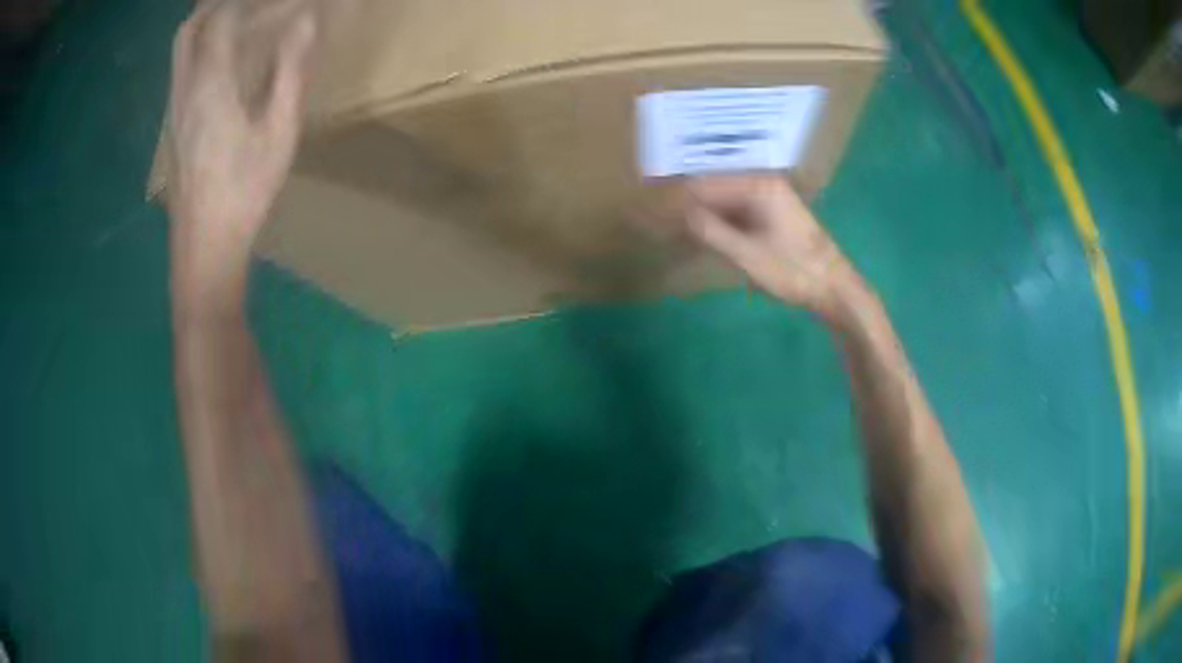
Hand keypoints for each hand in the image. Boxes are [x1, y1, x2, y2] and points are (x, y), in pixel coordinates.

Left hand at [167, 0, 314, 272]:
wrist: (204, 245)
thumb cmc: (244, 191)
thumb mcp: (278, 132)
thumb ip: (290, 71)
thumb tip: (305, 21)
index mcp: (211, 85)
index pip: (224, 18)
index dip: (254, 2)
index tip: (285, 4)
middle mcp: (185, 88)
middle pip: (191, 26)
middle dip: (219, 4)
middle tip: (251, 3)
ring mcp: (174, 107)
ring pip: (181, 47)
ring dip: (206, 21)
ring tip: (239, 17)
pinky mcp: (174, 123)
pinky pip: (182, 67)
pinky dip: (200, 45)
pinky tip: (222, 56)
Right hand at [675, 175, 863, 315]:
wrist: (834, 289)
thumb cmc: (793, 270)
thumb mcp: (746, 253)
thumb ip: (710, 230)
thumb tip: (678, 213)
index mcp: (758, 185)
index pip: (706, 184)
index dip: (680, 199)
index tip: (655, 215)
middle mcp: (764, 183)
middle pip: (716, 189)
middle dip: (691, 206)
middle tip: (664, 226)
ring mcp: (771, 199)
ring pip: (726, 202)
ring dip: (706, 216)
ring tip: (680, 234)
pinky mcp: (774, 215)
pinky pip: (739, 212)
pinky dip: (722, 224)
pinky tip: (708, 239)